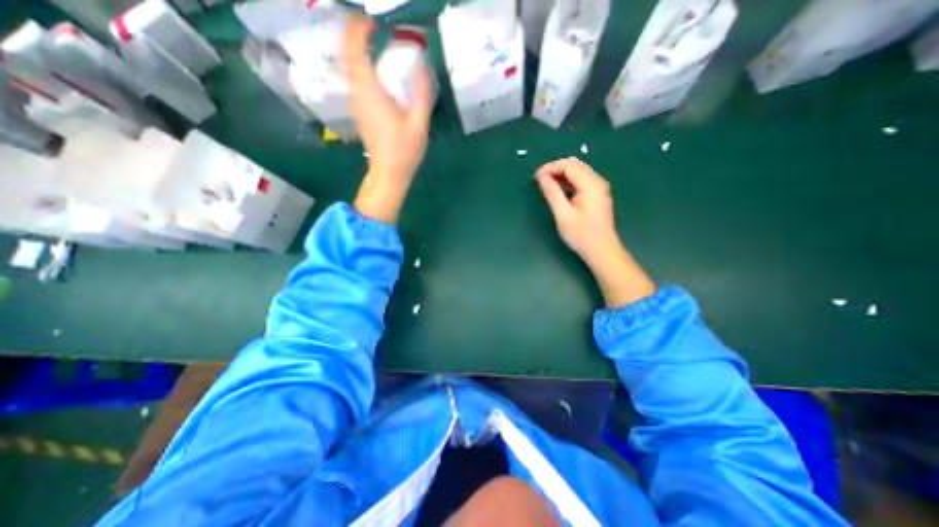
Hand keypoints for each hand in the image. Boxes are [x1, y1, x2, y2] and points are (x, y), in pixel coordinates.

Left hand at [344, 14, 434, 183]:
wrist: (389, 172)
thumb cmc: (404, 149)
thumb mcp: (419, 122)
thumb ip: (421, 92)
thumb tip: (423, 63)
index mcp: (371, 91)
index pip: (355, 49)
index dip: (358, 29)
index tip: (372, 21)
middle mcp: (358, 92)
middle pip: (347, 54)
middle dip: (353, 34)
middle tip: (370, 25)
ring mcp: (356, 103)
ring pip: (348, 67)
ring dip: (355, 49)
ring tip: (371, 40)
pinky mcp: (359, 111)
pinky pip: (354, 79)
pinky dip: (358, 65)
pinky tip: (372, 67)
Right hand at [535, 157, 620, 262]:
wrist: (602, 251)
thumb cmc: (581, 235)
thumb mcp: (563, 214)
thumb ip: (552, 192)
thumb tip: (541, 175)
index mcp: (591, 184)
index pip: (569, 165)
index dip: (550, 167)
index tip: (536, 177)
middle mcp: (597, 181)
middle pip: (575, 165)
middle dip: (555, 169)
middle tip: (540, 181)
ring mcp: (599, 188)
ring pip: (578, 172)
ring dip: (561, 175)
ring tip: (546, 186)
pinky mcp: (597, 195)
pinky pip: (581, 181)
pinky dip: (568, 182)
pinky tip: (559, 192)